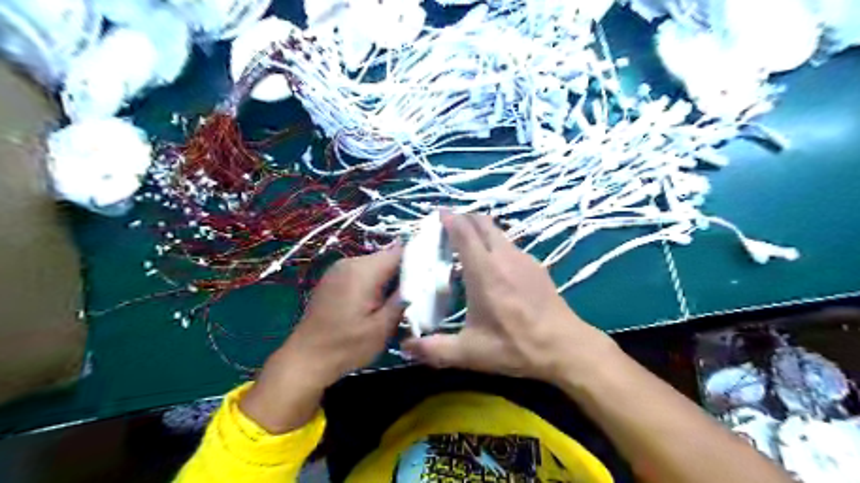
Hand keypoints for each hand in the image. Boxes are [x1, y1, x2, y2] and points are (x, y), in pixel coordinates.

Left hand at [240, 246, 404, 432]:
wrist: (306, 359)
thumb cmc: (347, 346)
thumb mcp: (382, 327)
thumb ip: (403, 298)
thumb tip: (421, 278)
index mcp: (363, 271)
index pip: (400, 252)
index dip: (419, 259)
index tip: (434, 273)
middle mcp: (350, 262)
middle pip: (387, 257)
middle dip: (405, 271)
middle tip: (420, 291)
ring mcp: (339, 269)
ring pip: (376, 265)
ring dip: (390, 278)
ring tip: (402, 298)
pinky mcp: (334, 278)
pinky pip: (362, 272)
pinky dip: (375, 281)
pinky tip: (380, 300)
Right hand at [403, 214, 618, 386]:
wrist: (565, 347)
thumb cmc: (516, 347)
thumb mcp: (471, 353)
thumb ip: (434, 349)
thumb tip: (404, 347)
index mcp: (485, 271)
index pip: (464, 232)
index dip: (449, 219)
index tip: (437, 214)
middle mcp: (504, 257)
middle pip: (482, 222)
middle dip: (464, 218)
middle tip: (448, 227)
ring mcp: (523, 258)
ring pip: (498, 231)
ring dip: (480, 230)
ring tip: (466, 245)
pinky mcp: (536, 265)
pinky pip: (510, 244)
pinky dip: (495, 243)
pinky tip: (492, 265)